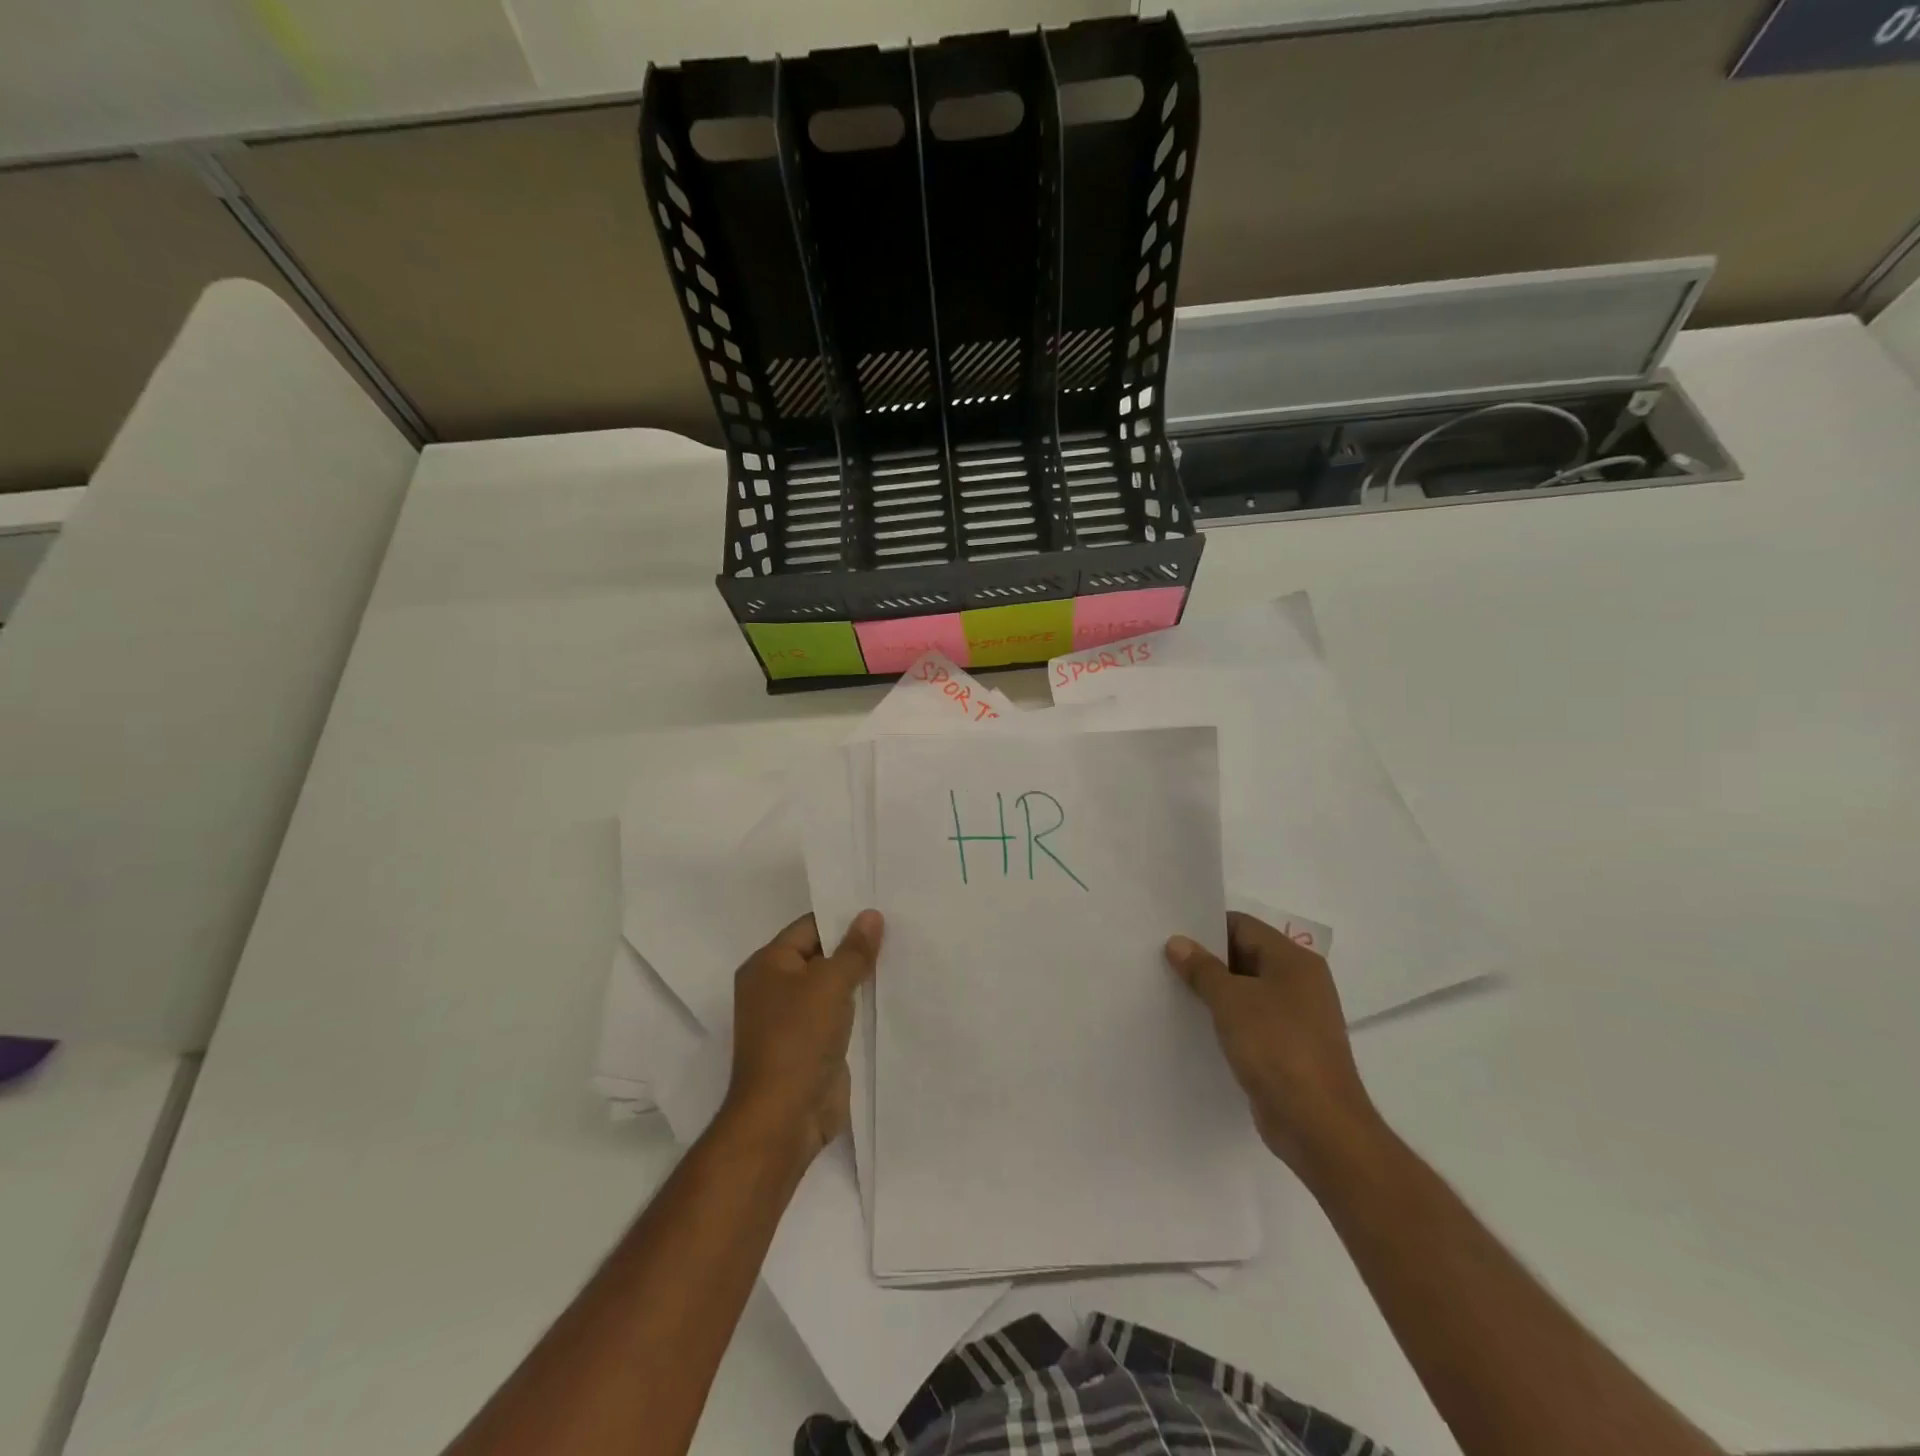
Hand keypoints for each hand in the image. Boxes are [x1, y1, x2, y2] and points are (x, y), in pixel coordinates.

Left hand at [722, 910, 882, 1170]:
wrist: (785, 1116)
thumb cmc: (799, 1037)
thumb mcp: (830, 983)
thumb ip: (854, 949)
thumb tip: (871, 915)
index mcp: (767, 965)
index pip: (809, 927)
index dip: (843, 917)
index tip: (881, 911)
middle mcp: (775, 988)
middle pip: (821, 955)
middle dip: (855, 947)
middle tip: (899, 930)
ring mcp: (792, 1019)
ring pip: (832, 986)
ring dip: (860, 978)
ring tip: (902, 958)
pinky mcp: (811, 1045)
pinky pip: (838, 1014)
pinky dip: (859, 1006)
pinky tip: (890, 996)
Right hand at [1166, 912, 1381, 1177]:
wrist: (1319, 1125)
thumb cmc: (1276, 1047)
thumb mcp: (1231, 1001)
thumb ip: (1202, 969)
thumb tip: (1177, 942)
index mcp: (1294, 960)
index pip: (1243, 926)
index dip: (1206, 928)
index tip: (1171, 936)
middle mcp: (1300, 982)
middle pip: (1245, 955)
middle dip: (1207, 960)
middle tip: (1165, 962)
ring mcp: (1297, 1017)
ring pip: (1248, 991)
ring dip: (1215, 992)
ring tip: (1173, 992)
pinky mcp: (1290, 1048)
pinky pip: (1253, 1021)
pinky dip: (1228, 1020)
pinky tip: (1197, 1026)